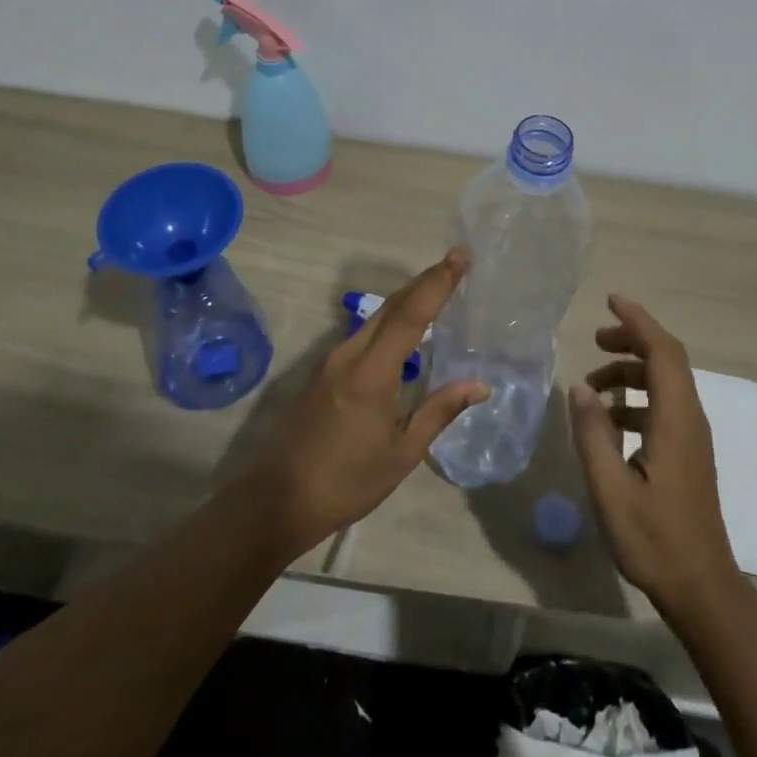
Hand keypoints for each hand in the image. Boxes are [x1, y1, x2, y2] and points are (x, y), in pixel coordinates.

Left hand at [240, 248, 486, 558]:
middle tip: (455, 262)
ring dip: (407, 299)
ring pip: (375, 318)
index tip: (460, 255)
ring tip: (437, 289)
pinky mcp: (322, 372)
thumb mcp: (402, 454)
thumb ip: (439, 411)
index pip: (411, 314)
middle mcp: (349, 355)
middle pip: (391, 306)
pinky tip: (404, 330)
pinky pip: (363, 334)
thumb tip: (480, 385)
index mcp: (372, 372)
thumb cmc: (346, 482)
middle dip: (425, 280)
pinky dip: (389, 321)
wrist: (276, 500)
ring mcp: (331, 361)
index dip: (438, 282)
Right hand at [570, 295, 740, 616]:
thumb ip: (593, 433)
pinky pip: (663, 406)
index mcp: (675, 420)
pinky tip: (610, 420)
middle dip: (632, 340)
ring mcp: (692, 437)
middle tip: (595, 339)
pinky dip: (636, 397)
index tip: (611, 301)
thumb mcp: (610, 489)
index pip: (662, 351)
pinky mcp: (687, 454)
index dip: (638, 321)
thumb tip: (580, 386)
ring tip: (593, 385)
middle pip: (667, 360)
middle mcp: (689, 419)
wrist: (702, 589)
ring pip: (665, 383)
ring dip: (631, 371)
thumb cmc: (655, 539)